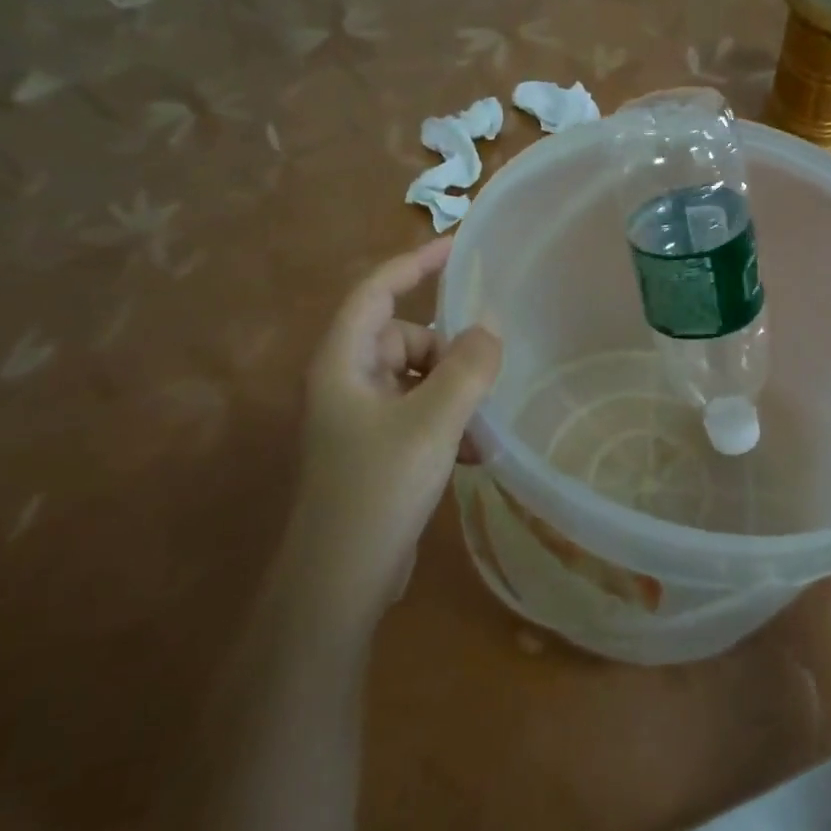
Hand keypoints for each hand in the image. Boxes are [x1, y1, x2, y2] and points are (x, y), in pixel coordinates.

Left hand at [298, 238, 502, 638]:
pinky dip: (449, 423)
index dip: (415, 263)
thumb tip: (491, 328)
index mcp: (344, 362)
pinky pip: (421, 413)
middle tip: (487, 373)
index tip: (459, 247)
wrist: (339, 583)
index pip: (377, 291)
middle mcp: (348, 382)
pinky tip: (475, 454)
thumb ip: (467, 369)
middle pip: (406, 337)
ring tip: (484, 425)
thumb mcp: (432, 423)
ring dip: (455, 393)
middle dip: (449, 351)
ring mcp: (362, 418)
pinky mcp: (378, 449)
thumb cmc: (377, 490)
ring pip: (420, 378)